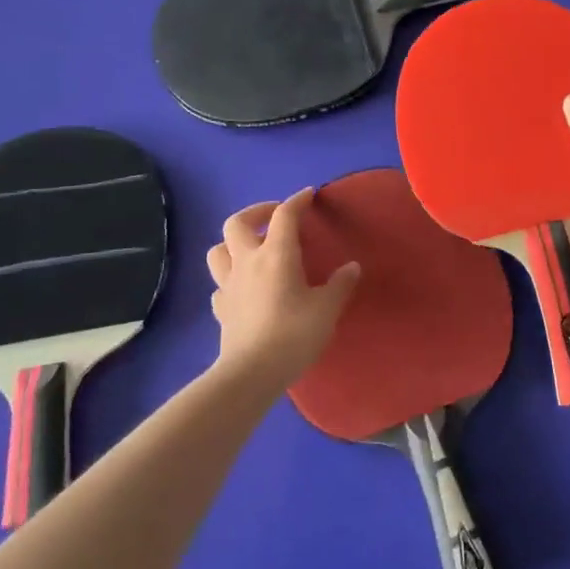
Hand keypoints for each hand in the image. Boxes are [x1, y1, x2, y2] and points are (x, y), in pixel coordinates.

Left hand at [206, 188, 359, 389]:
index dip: (297, 201)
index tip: (308, 195)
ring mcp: (228, 285)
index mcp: (276, 254)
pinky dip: (230, 278)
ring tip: (253, 248)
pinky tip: (244, 287)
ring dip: (234, 242)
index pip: (284, 215)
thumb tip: (351, 267)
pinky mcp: (221, 309)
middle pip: (237, 223)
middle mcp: (247, 262)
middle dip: (256, 212)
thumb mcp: (327, 309)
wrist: (252, 373)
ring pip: (218, 250)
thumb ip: (340, 284)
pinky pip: (219, 284)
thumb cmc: (294, 334)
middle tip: (274, 217)